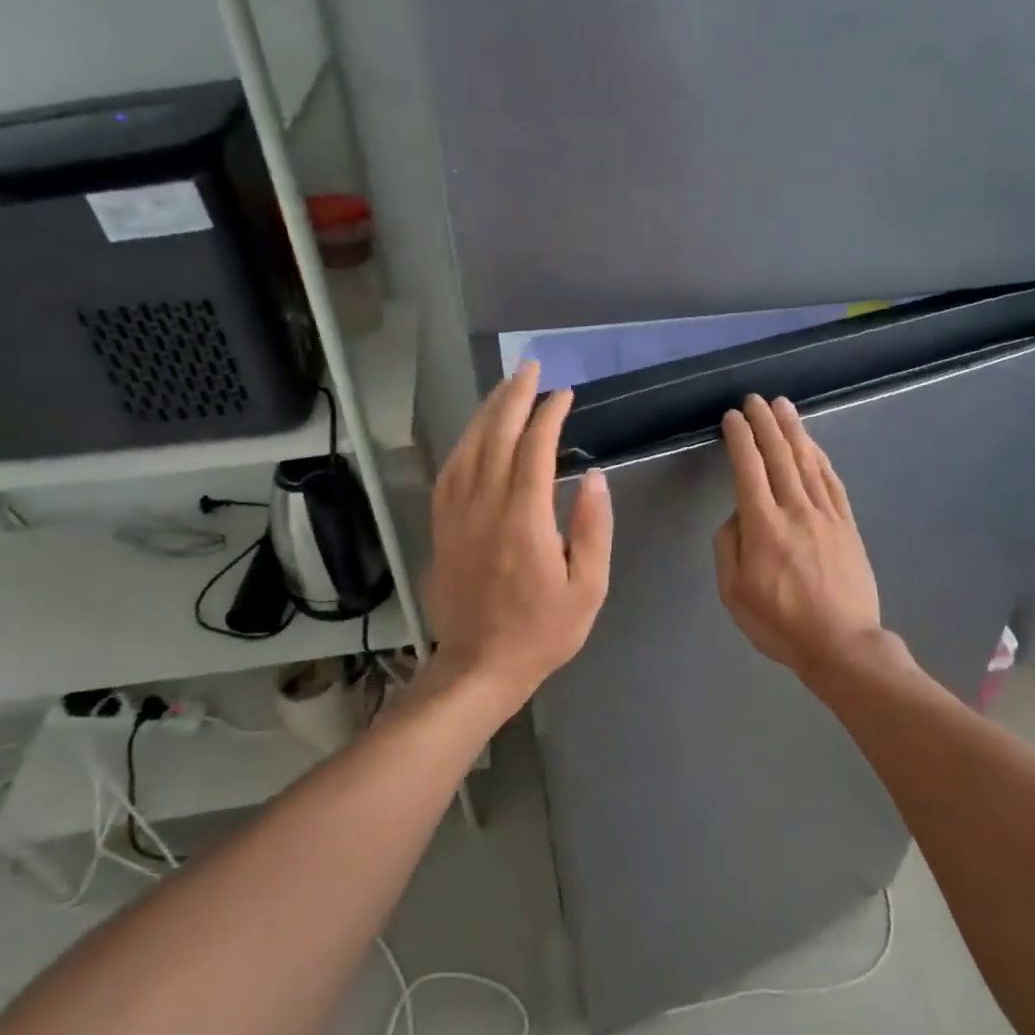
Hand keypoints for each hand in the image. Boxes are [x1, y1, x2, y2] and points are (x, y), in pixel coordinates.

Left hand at [425, 361, 612, 710]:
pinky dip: (464, 443)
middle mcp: (484, 507)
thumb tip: (592, 477)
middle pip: (496, 436)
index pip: (534, 449)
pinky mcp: (441, 527)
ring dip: (487, 412)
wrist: (479, 667)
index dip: (549, 415)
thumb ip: (593, 529)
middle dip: (514, 396)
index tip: (564, 395)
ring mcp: (456, 515)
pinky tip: (475, 434)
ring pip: (467, 447)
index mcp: (524, 519)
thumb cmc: (542, 631)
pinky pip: (449, 472)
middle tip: (530, 368)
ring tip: (505, 388)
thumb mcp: (588, 588)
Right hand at [714, 395, 884, 678]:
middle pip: (778, 455)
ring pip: (807, 461)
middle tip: (755, 399)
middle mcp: (795, 510)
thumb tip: (737, 516)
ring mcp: (825, 514)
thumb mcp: (733, 593)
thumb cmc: (780, 622)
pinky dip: (819, 457)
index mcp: (763, 526)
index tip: (732, 417)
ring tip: (783, 406)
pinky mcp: (847, 524)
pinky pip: (831, 481)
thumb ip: (727, 547)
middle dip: (765, 423)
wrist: (841, 643)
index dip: (739, 438)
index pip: (748, 469)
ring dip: (794, 430)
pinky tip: (812, 444)